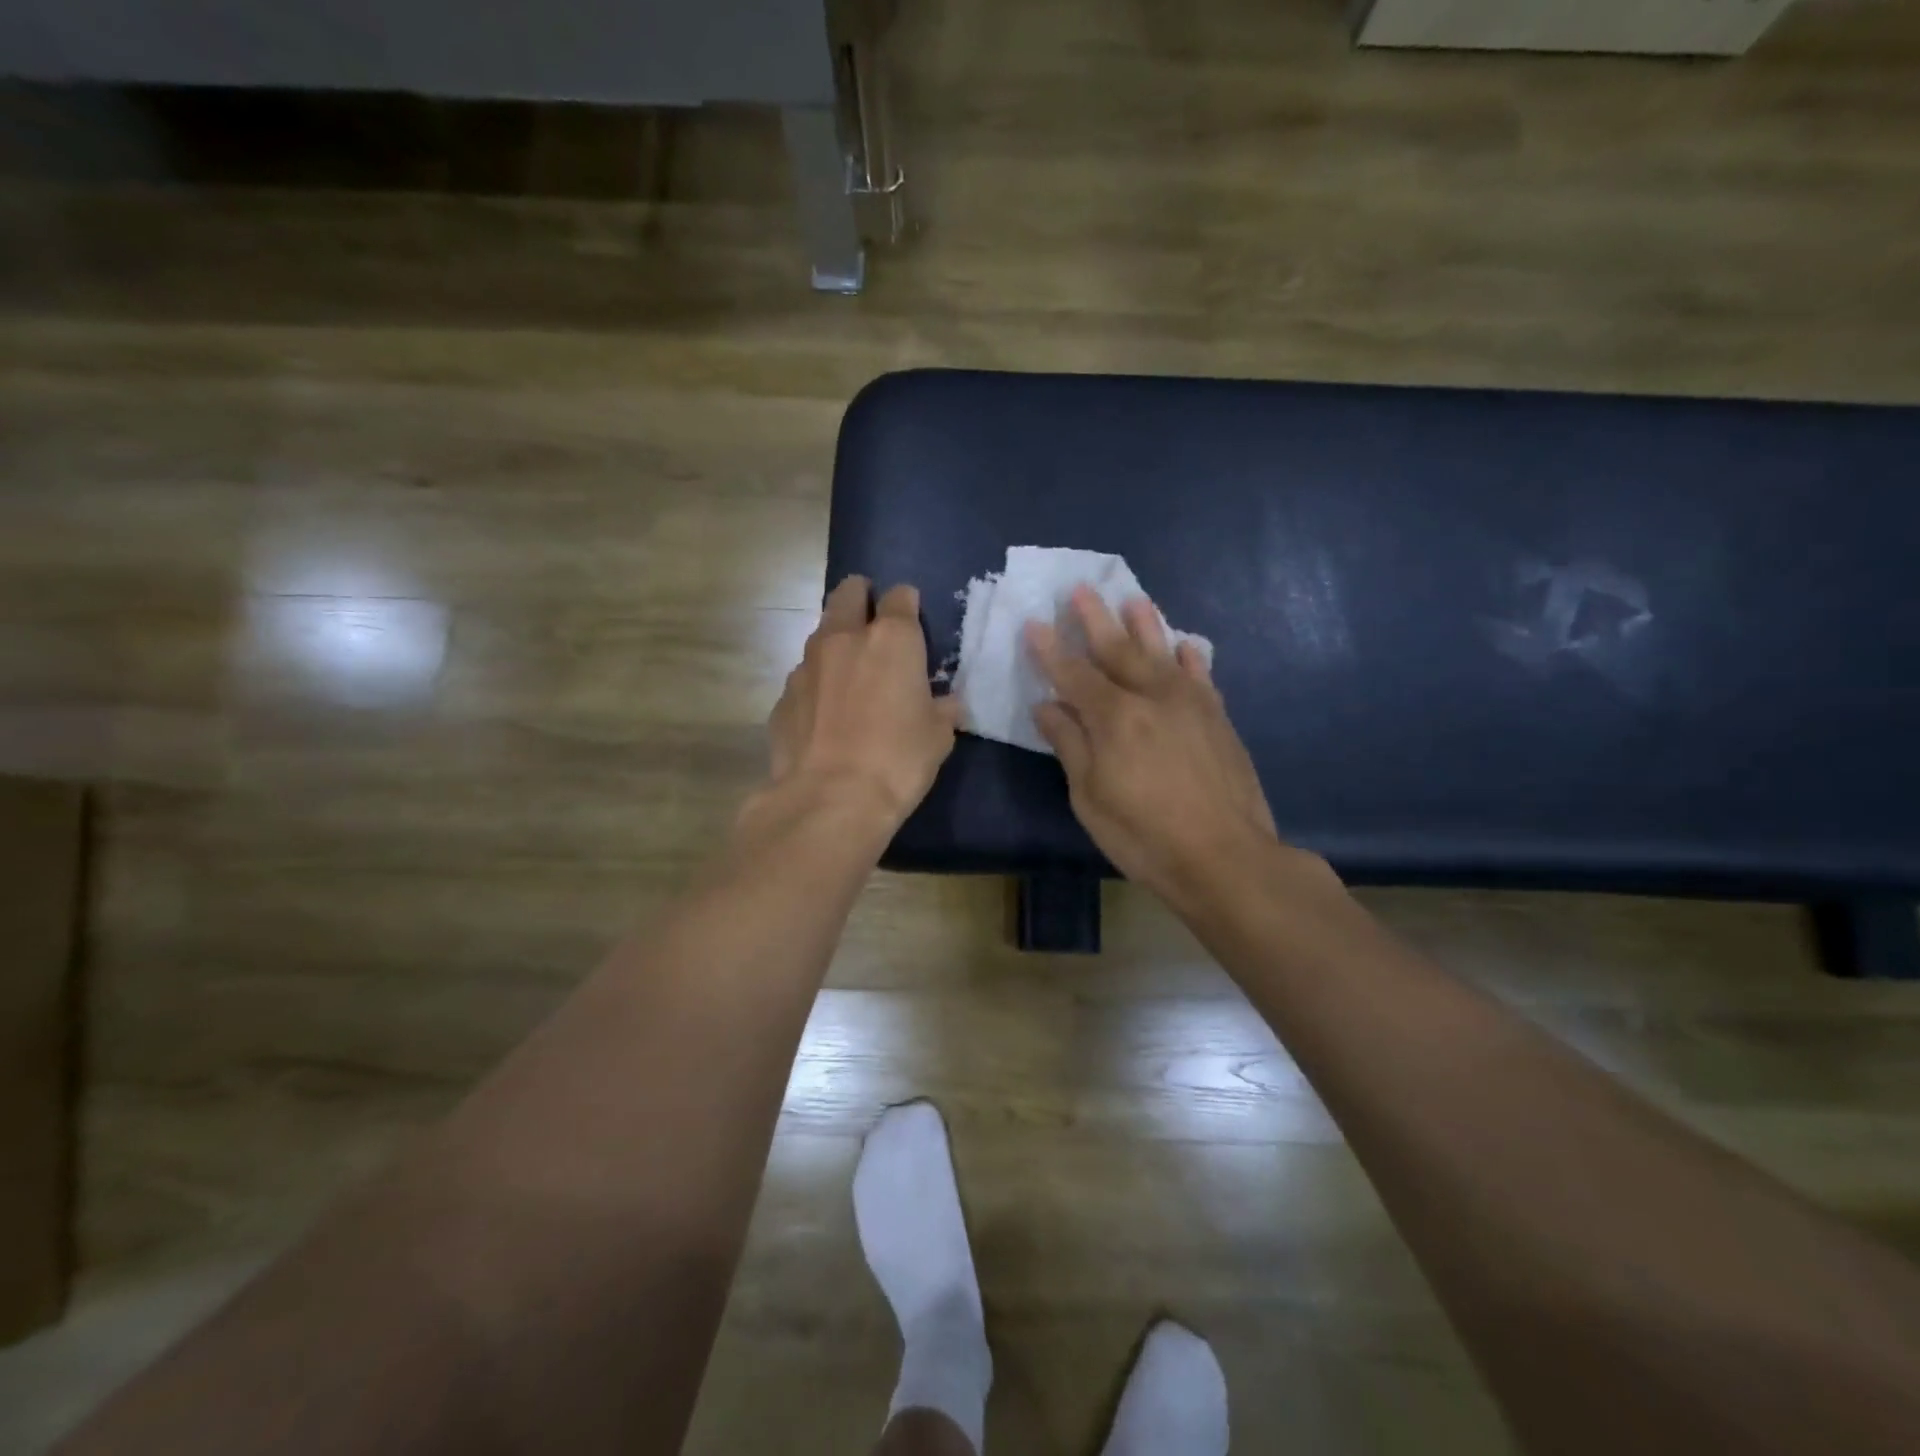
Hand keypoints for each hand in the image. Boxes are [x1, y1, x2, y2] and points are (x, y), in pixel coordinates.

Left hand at [754, 575, 958, 834]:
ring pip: (821, 635)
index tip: (912, 621)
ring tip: (850, 677)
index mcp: (892, 639)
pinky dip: (817, 686)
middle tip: (873, 625)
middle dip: (862, 599)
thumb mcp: (938, 737)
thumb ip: (942, 710)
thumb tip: (944, 704)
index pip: (900, 596)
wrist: (830, 799)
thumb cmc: (897, 761)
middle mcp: (844, 638)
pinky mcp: (783, 696)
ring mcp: (806, 665)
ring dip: (837, 644)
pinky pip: (804, 679)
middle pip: (849, 593)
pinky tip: (825, 716)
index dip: (907, 604)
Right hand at [1026, 587, 1284, 900]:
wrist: (1225, 857)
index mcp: (1114, 717)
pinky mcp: (1218, 719)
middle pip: (1118, 650)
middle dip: (1095, 619)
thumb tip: (1047, 706)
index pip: (1073, 674)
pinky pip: (1201, 676)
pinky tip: (1185, 645)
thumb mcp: (1091, 797)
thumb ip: (1070, 745)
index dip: (1051, 650)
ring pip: (1163, 653)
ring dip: (1145, 625)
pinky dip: (1190, 658)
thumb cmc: (1144, 834)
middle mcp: (1153, 697)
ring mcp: (1191, 704)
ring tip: (1134, 599)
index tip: (1034, 624)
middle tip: (1080, 589)